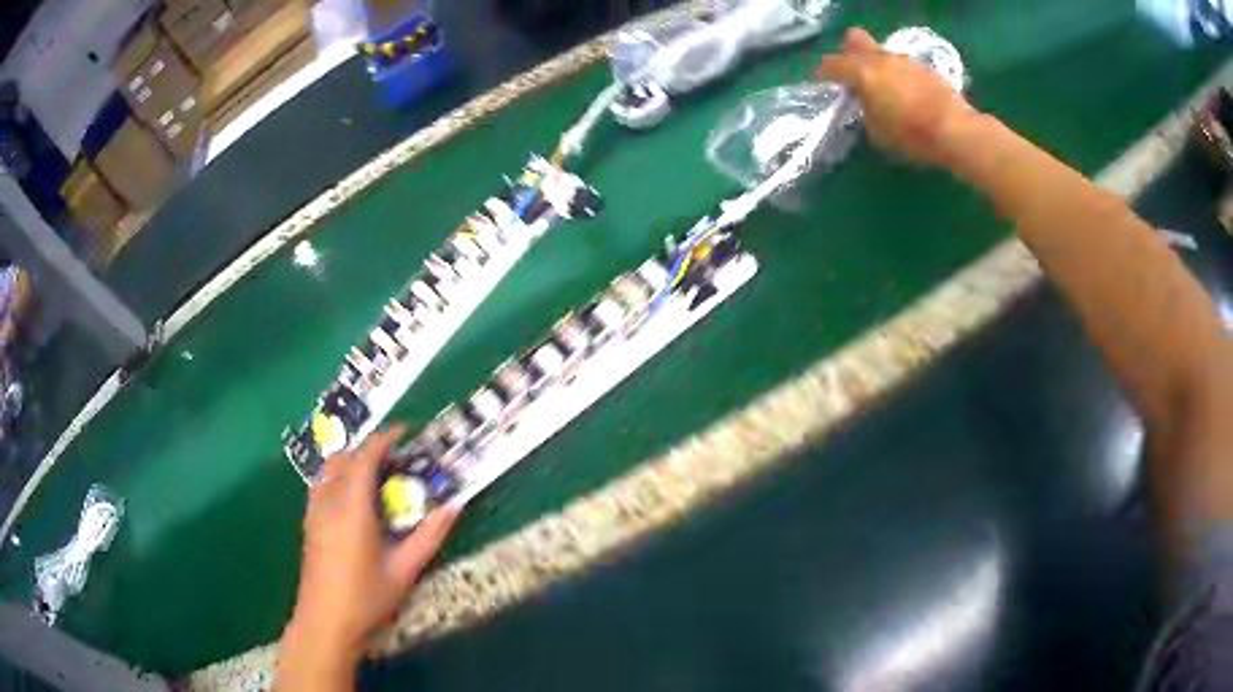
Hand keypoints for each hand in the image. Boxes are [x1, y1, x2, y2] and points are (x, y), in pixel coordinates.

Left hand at [276, 427, 459, 689]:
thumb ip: (430, 535)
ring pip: (330, 469)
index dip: (385, 438)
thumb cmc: (367, 596)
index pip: (366, 456)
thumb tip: (455, 506)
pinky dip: (340, 478)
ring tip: (377, 479)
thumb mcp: (405, 569)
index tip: (406, 432)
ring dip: (353, 463)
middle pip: (346, 457)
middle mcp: (329, 499)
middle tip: (397, 462)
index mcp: (352, 506)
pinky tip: (356, 502)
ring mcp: (314, 509)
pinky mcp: (309, 521)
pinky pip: (323, 483)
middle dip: (370, 450)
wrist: (326, 621)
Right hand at [818, 28, 975, 167]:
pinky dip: (901, 77)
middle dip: (849, 52)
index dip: (824, 74)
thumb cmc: (911, 134)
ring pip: (882, 53)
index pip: (831, 64)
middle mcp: (881, 59)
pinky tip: (910, 97)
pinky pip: (904, 66)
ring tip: (887, 91)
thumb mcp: (877, 132)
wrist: (955, 130)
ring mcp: (906, 61)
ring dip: (879, 66)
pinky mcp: (926, 69)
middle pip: (855, 39)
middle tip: (854, 74)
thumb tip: (865, 103)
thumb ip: (865, 110)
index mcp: (862, 72)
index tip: (824, 84)